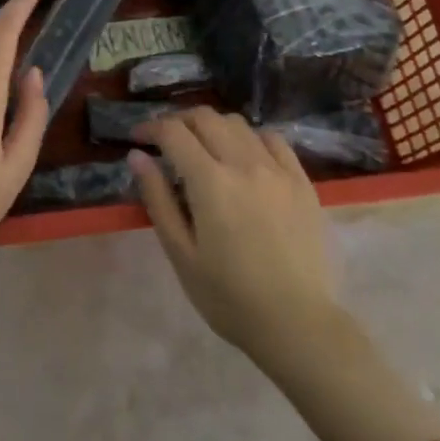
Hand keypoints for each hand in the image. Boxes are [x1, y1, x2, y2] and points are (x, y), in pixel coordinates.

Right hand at [129, 109, 343, 372]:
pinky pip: (273, 140)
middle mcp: (245, 164)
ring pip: (239, 124)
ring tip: (203, 148)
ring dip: (213, 127)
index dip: (150, 128)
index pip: (174, 132)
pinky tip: (244, 157)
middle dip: (179, 121)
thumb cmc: (228, 296)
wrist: (296, 323)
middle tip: (165, 141)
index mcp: (211, 182)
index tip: (137, 138)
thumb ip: (157, 198)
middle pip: (206, 118)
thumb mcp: (180, 253)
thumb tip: (137, 156)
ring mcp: (278, 170)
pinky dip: (250, 138)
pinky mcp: (302, 182)